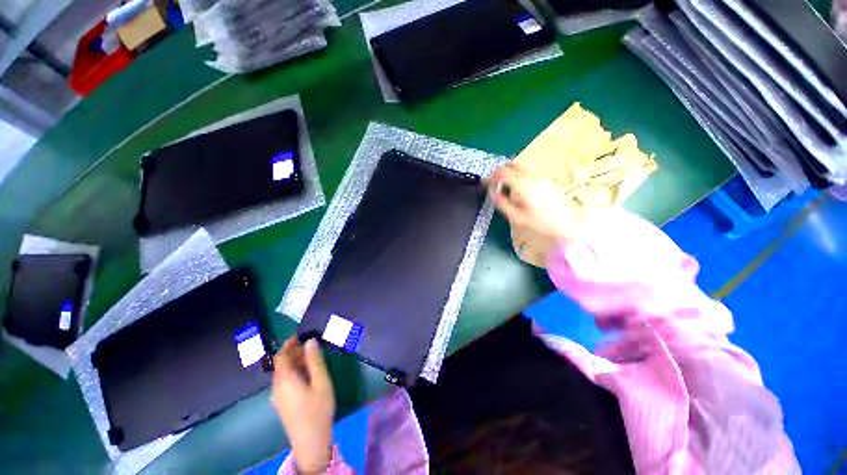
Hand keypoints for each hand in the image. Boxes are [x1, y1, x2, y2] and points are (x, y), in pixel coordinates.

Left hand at [272, 337, 334, 473]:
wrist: (310, 441)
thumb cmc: (317, 408)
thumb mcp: (321, 381)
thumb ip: (315, 360)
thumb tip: (310, 341)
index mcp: (285, 379)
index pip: (281, 356)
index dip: (289, 344)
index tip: (301, 335)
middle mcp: (277, 386)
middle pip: (281, 364)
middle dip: (294, 352)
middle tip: (311, 345)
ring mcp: (278, 396)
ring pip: (283, 373)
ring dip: (295, 362)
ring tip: (312, 358)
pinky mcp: (282, 403)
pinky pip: (285, 381)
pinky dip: (294, 372)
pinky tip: (307, 374)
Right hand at [488, 164, 582, 241]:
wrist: (566, 223)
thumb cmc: (539, 222)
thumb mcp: (516, 216)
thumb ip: (501, 203)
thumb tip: (491, 192)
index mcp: (522, 184)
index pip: (502, 171)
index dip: (491, 177)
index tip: (487, 185)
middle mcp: (531, 175)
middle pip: (510, 165)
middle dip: (501, 174)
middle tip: (497, 188)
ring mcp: (540, 175)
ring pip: (520, 167)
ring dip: (510, 174)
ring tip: (508, 189)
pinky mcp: (545, 178)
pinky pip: (528, 171)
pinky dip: (519, 176)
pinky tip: (521, 190)